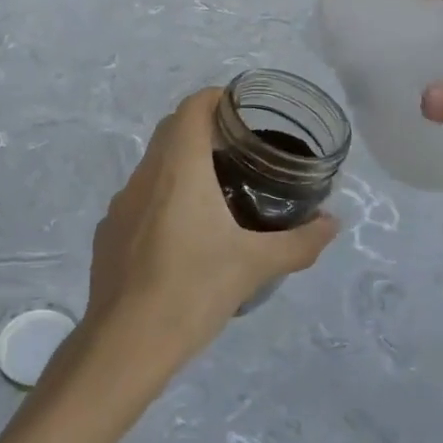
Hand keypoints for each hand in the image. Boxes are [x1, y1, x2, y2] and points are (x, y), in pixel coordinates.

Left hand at [79, 89, 338, 379]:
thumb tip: (334, 224)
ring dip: (182, 164)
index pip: (192, 107)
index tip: (244, 111)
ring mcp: (120, 204)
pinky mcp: (108, 232)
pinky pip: (139, 199)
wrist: (125, 345)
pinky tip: (182, 236)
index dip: (217, 98)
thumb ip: (299, 242)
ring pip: (153, 165)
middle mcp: (145, 176)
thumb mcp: (255, 266)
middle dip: (203, 128)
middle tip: (241, 149)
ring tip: (217, 191)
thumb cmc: (192, 292)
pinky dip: (162, 198)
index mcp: (178, 169)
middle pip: (172, 129)